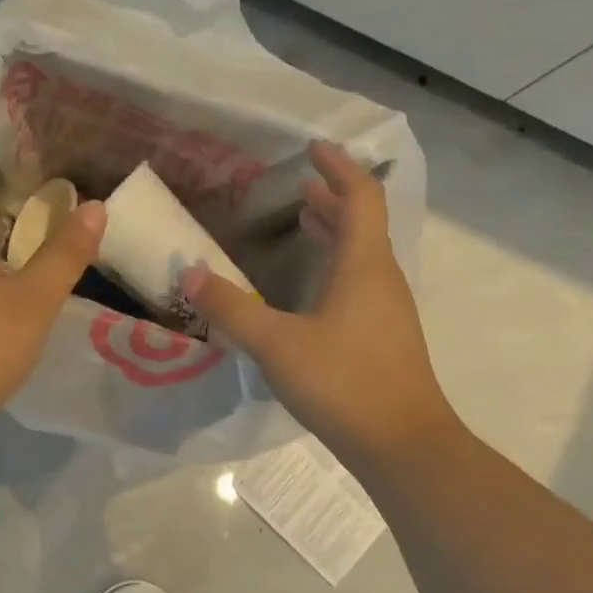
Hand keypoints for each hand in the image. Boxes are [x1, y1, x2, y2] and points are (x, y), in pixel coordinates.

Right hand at [182, 141, 458, 472]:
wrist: (403, 444)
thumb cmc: (343, 383)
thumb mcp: (276, 344)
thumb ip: (231, 308)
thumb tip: (189, 273)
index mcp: (364, 265)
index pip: (360, 196)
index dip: (338, 167)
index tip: (313, 148)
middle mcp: (382, 279)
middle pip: (362, 223)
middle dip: (331, 199)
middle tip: (298, 186)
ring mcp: (388, 310)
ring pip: (362, 254)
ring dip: (334, 232)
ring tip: (302, 222)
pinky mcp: (384, 337)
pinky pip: (360, 282)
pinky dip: (335, 266)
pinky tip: (310, 289)